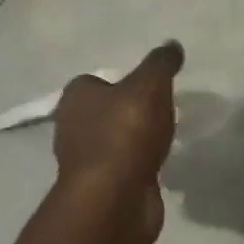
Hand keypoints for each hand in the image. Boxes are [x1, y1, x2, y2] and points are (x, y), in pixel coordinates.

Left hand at [52, 41, 183, 240]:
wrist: (115, 198)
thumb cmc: (126, 132)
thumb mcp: (150, 85)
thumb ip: (161, 63)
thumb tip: (171, 45)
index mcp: (76, 97)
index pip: (98, 81)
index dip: (123, 82)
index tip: (149, 86)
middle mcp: (72, 126)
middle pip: (106, 110)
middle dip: (130, 111)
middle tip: (161, 110)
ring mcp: (85, 160)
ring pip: (115, 140)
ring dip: (135, 139)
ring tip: (163, 137)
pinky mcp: (100, 187)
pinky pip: (124, 166)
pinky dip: (139, 163)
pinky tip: (158, 162)